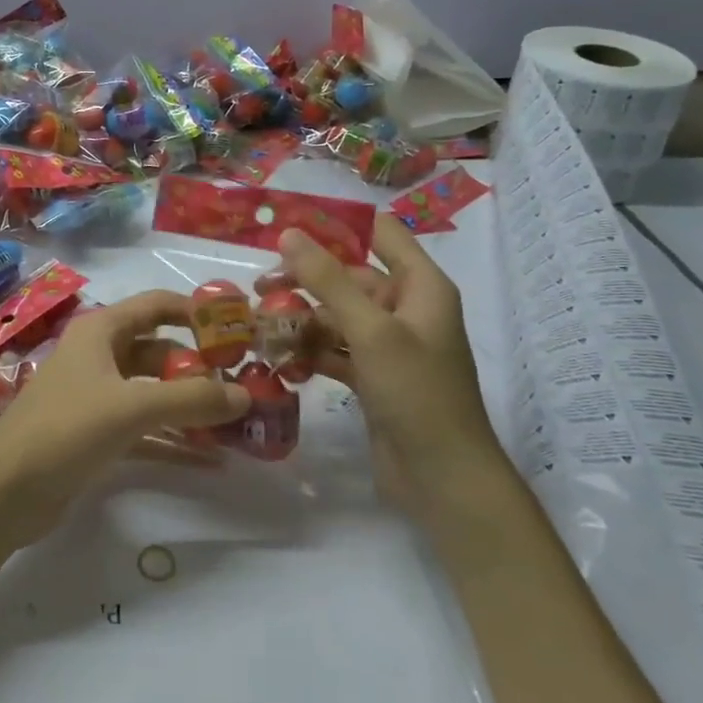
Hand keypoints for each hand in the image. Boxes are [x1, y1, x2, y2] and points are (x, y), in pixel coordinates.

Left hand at [0, 291, 250, 553]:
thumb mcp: (131, 408)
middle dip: (200, 367)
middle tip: (246, 385)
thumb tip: (246, 394)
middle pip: (159, 351)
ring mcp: (96, 397)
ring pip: (153, 392)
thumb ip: (190, 399)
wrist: (4, 492)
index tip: (239, 329)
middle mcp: (98, 356)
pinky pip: (145, 429)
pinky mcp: (95, 435)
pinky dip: (173, 439)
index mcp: (100, 331)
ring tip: (236, 424)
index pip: (157, 305)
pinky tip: (210, 460)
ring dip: (190, 406)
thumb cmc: (65, 429)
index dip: (197, 312)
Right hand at [271, 216, 501, 511]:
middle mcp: (407, 309)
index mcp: (420, 286)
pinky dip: (310, 350)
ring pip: (338, 315)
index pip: (380, 233)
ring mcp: (390, 345)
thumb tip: (290, 234)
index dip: (338, 223)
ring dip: (302, 318)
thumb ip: (329, 280)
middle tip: (259, 287)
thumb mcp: (371, 330)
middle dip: (306, 279)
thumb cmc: (416, 393)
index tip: (288, 224)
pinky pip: (336, 349)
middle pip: (350, 276)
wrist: (443, 479)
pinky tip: (279, 357)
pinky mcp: (373, 375)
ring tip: (260, 326)